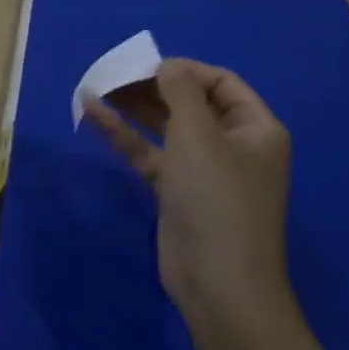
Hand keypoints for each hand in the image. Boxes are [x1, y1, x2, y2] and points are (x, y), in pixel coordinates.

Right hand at [86, 58, 292, 330]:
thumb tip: (168, 66)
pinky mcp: (176, 191)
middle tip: (113, 74)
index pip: (220, 81)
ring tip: (96, 86)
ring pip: (165, 127)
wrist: (218, 283)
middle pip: (189, 102)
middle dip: (151, 87)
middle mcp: (232, 144)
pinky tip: (92, 114)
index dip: (183, 69)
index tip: (145, 65)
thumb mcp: (199, 134)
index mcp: (255, 128)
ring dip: (132, 108)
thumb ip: (180, 91)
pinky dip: (124, 135)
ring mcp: (203, 169)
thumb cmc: (216, 197)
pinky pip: (150, 153)